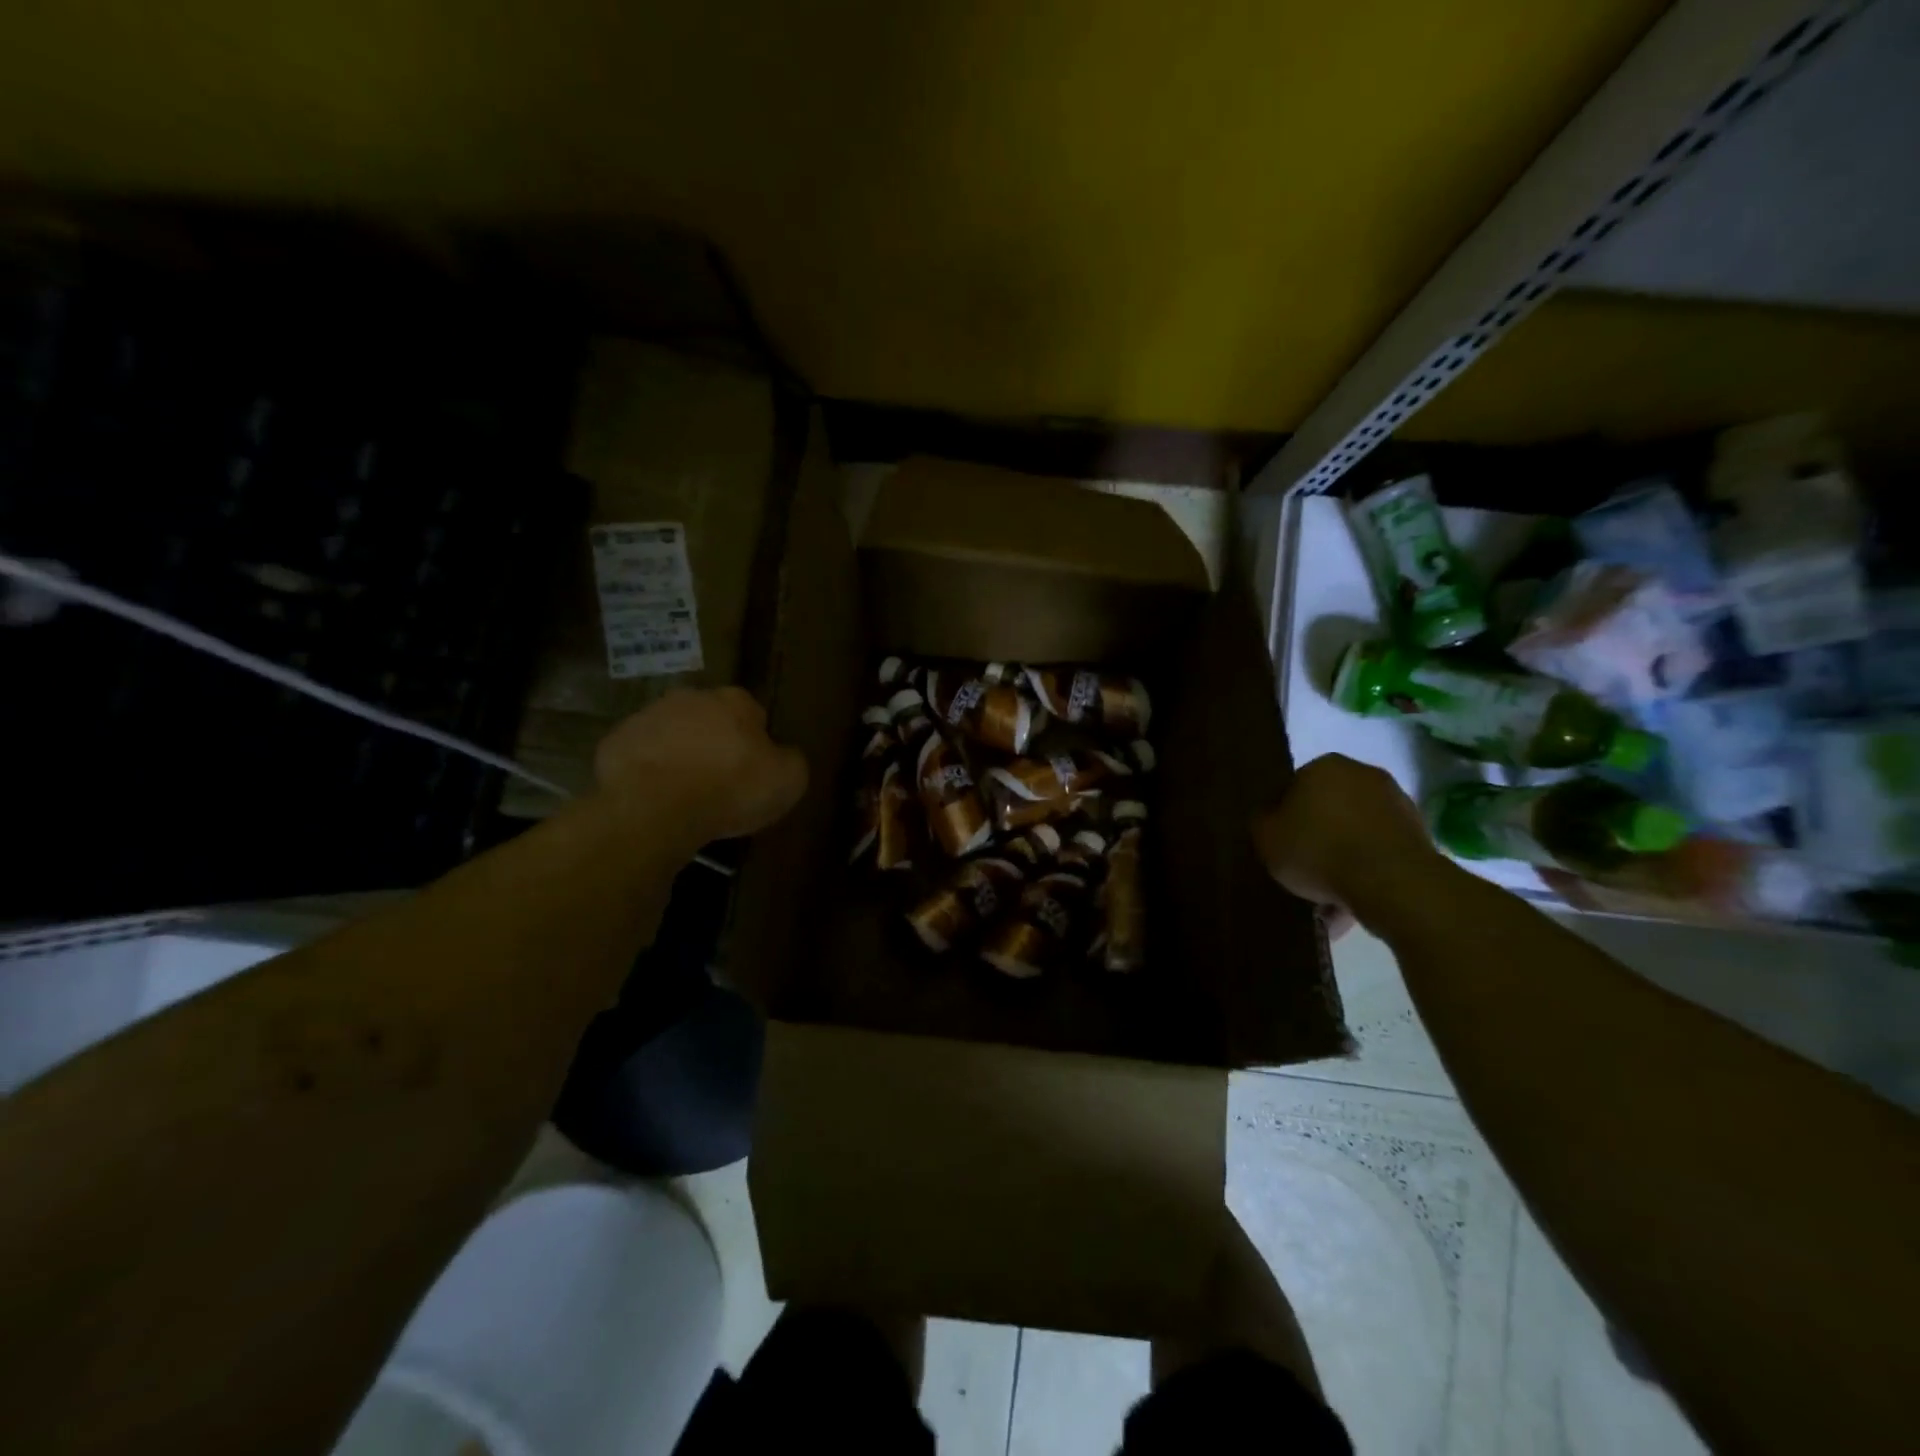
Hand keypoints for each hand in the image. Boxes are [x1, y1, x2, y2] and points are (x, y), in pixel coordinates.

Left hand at [595, 687, 807, 844]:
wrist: (655, 807)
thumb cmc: (730, 789)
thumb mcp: (788, 780)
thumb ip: (791, 760)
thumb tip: (783, 755)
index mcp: (735, 701)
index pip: (754, 714)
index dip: (756, 742)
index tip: (754, 771)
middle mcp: (691, 697)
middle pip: (709, 718)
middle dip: (715, 742)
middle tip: (719, 782)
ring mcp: (648, 715)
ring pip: (671, 732)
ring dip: (679, 753)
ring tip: (684, 793)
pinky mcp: (615, 741)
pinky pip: (639, 755)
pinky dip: (647, 770)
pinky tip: (654, 797)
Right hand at [1251, 754, 1438, 929]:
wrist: (1392, 882)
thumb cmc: (1319, 850)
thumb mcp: (1267, 838)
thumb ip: (1262, 822)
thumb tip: (1270, 818)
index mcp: (1324, 766)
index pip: (1293, 789)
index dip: (1283, 820)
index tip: (1281, 847)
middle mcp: (1363, 775)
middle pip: (1328, 811)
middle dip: (1317, 840)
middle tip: (1302, 873)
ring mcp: (1397, 804)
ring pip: (1355, 835)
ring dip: (1342, 861)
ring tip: (1327, 901)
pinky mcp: (1419, 836)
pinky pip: (1379, 854)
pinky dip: (1366, 874)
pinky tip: (1351, 904)